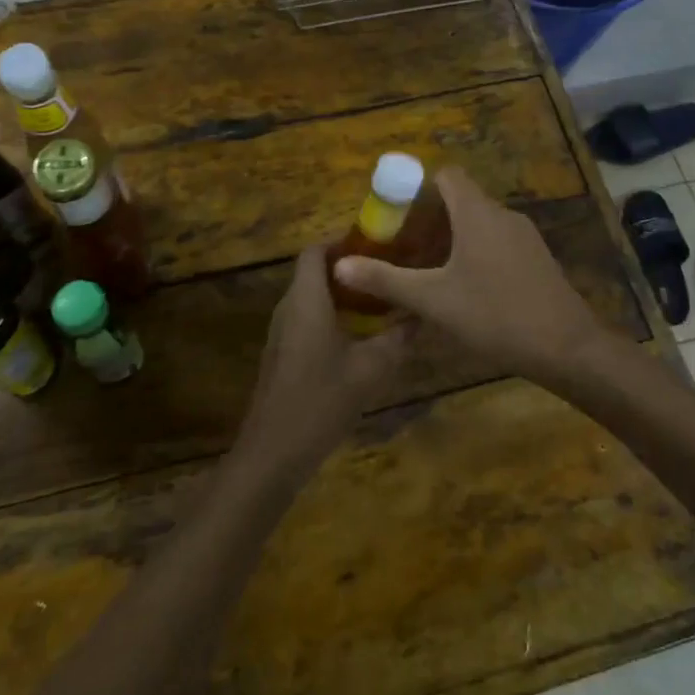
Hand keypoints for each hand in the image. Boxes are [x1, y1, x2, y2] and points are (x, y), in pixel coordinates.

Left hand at [237, 245, 414, 480]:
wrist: (273, 452)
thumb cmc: (320, 400)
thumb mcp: (370, 369)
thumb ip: (397, 338)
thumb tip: (421, 315)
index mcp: (306, 300)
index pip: (316, 251)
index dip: (343, 241)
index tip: (378, 245)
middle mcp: (289, 307)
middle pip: (315, 272)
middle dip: (351, 269)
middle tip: (388, 272)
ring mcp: (282, 332)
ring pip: (313, 298)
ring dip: (343, 295)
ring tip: (381, 301)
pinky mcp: (283, 354)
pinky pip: (308, 320)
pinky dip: (333, 317)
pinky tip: (362, 337)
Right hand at [332, 166, 605, 388]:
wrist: (567, 347)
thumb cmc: (495, 315)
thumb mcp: (434, 300)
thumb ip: (386, 280)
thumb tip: (339, 264)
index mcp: (476, 213)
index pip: (447, 175)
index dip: (419, 187)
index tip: (396, 213)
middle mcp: (502, 215)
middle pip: (461, 200)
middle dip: (430, 219)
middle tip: (403, 247)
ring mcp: (524, 237)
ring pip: (480, 223)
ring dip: (452, 238)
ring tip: (427, 270)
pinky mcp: (537, 258)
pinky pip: (498, 241)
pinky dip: (475, 251)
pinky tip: (465, 288)